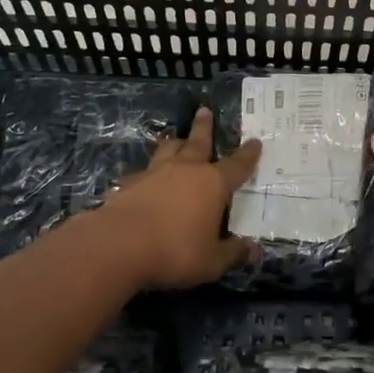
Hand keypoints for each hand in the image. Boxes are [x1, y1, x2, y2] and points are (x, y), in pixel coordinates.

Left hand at [95, 106, 261, 288]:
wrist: (118, 246)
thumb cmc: (174, 252)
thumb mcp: (211, 261)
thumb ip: (233, 253)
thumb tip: (254, 249)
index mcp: (212, 184)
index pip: (237, 165)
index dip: (248, 154)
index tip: (255, 141)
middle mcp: (185, 170)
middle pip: (198, 142)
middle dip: (204, 127)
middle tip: (205, 110)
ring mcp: (154, 173)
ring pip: (168, 149)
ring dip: (175, 142)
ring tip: (176, 138)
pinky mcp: (129, 184)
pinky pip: (142, 173)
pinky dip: (147, 173)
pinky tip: (142, 179)